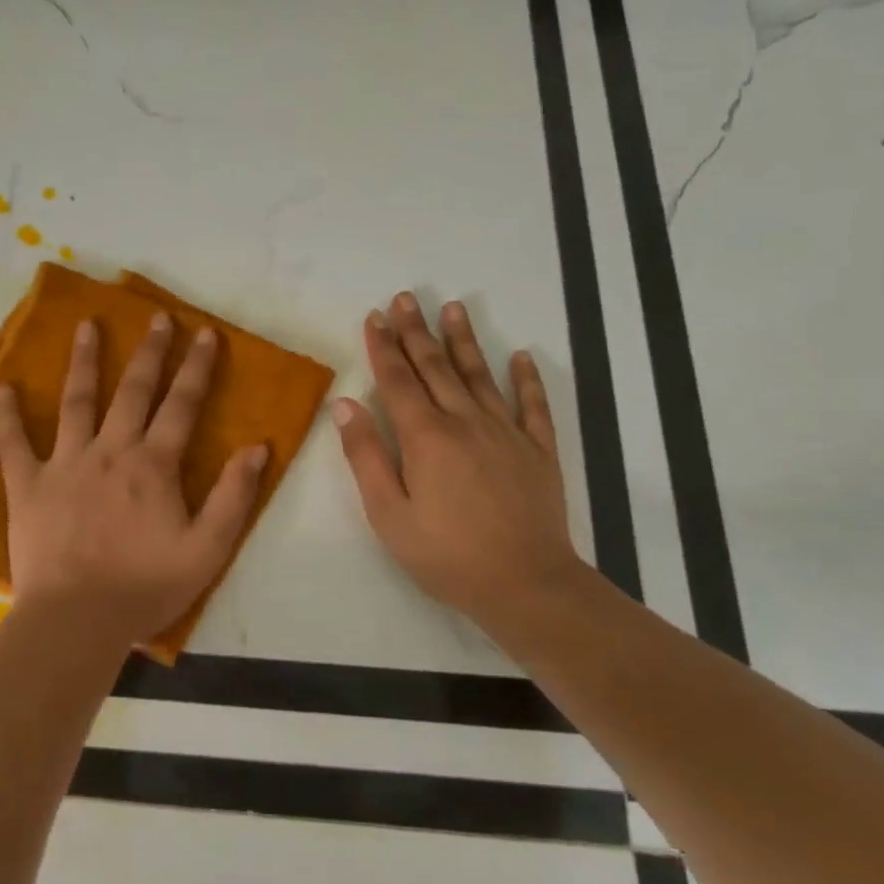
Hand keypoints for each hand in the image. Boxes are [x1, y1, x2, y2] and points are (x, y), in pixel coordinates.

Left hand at [0, 313, 268, 649]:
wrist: (76, 620)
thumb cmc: (146, 587)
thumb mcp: (208, 549)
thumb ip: (234, 496)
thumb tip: (258, 447)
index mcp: (153, 465)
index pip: (181, 405)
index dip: (196, 367)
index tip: (205, 333)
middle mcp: (110, 451)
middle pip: (133, 391)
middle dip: (150, 352)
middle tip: (157, 317)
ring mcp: (64, 464)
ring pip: (76, 401)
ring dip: (84, 362)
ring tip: (88, 325)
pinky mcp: (27, 486)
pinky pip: (13, 445)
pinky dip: (7, 416)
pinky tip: (4, 389)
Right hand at [334, 293, 583, 635]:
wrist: (525, 585)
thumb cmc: (446, 555)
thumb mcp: (389, 514)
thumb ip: (366, 456)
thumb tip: (345, 405)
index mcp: (426, 437)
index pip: (398, 380)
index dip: (384, 347)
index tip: (375, 317)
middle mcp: (466, 422)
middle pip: (436, 367)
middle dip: (417, 331)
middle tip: (406, 298)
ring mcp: (507, 433)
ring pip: (480, 375)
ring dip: (464, 340)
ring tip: (453, 308)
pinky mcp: (538, 451)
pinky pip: (533, 406)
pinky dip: (527, 379)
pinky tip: (522, 357)